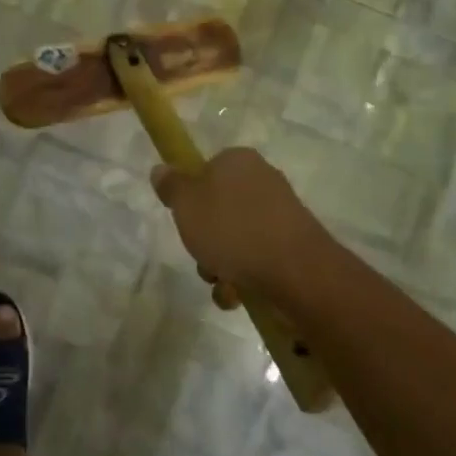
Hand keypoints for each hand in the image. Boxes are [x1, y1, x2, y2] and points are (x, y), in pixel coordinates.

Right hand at [150, 148, 330, 302]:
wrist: (295, 271)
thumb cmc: (232, 229)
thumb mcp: (186, 204)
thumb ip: (171, 186)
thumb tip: (161, 169)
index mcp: (238, 161)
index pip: (206, 169)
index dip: (191, 196)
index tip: (184, 219)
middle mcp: (262, 180)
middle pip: (219, 208)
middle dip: (205, 238)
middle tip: (200, 254)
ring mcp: (281, 213)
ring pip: (236, 237)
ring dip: (221, 263)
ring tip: (221, 283)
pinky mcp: (293, 243)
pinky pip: (257, 257)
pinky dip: (243, 276)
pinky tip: (238, 294)